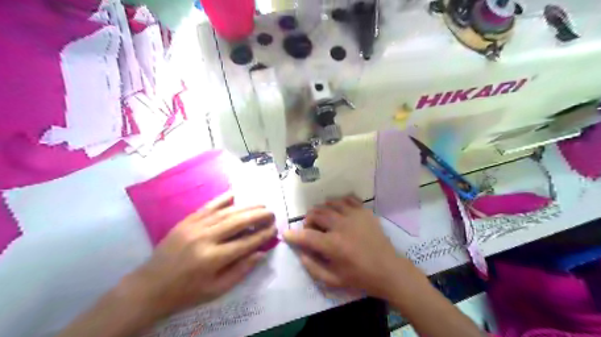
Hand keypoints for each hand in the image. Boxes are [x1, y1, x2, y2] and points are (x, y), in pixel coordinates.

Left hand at [126, 194, 278, 320]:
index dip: (263, 235)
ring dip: (246, 206)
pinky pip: (208, 206)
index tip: (275, 229)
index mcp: (213, 259)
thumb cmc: (186, 292)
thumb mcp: (216, 290)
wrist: (149, 286)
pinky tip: (235, 194)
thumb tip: (261, 253)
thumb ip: (241, 271)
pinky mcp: (186, 221)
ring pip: (226, 212)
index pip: (246, 242)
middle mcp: (205, 238)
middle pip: (238, 221)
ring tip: (261, 205)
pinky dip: (223, 199)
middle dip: (259, 216)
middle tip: (271, 213)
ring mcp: (194, 226)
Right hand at [283, 197, 426, 297]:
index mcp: (332, 245)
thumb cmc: (360, 277)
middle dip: (308, 220)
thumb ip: (313, 267)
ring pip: (329, 204)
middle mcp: (341, 225)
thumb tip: (300, 253)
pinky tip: (338, 210)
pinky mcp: (364, 211)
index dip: (293, 235)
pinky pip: (347, 199)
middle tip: (310, 228)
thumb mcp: (333, 280)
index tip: (286, 234)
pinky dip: (338, 202)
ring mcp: (354, 215)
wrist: (389, 270)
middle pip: (316, 214)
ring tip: (323, 218)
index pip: (306, 235)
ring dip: (321, 210)